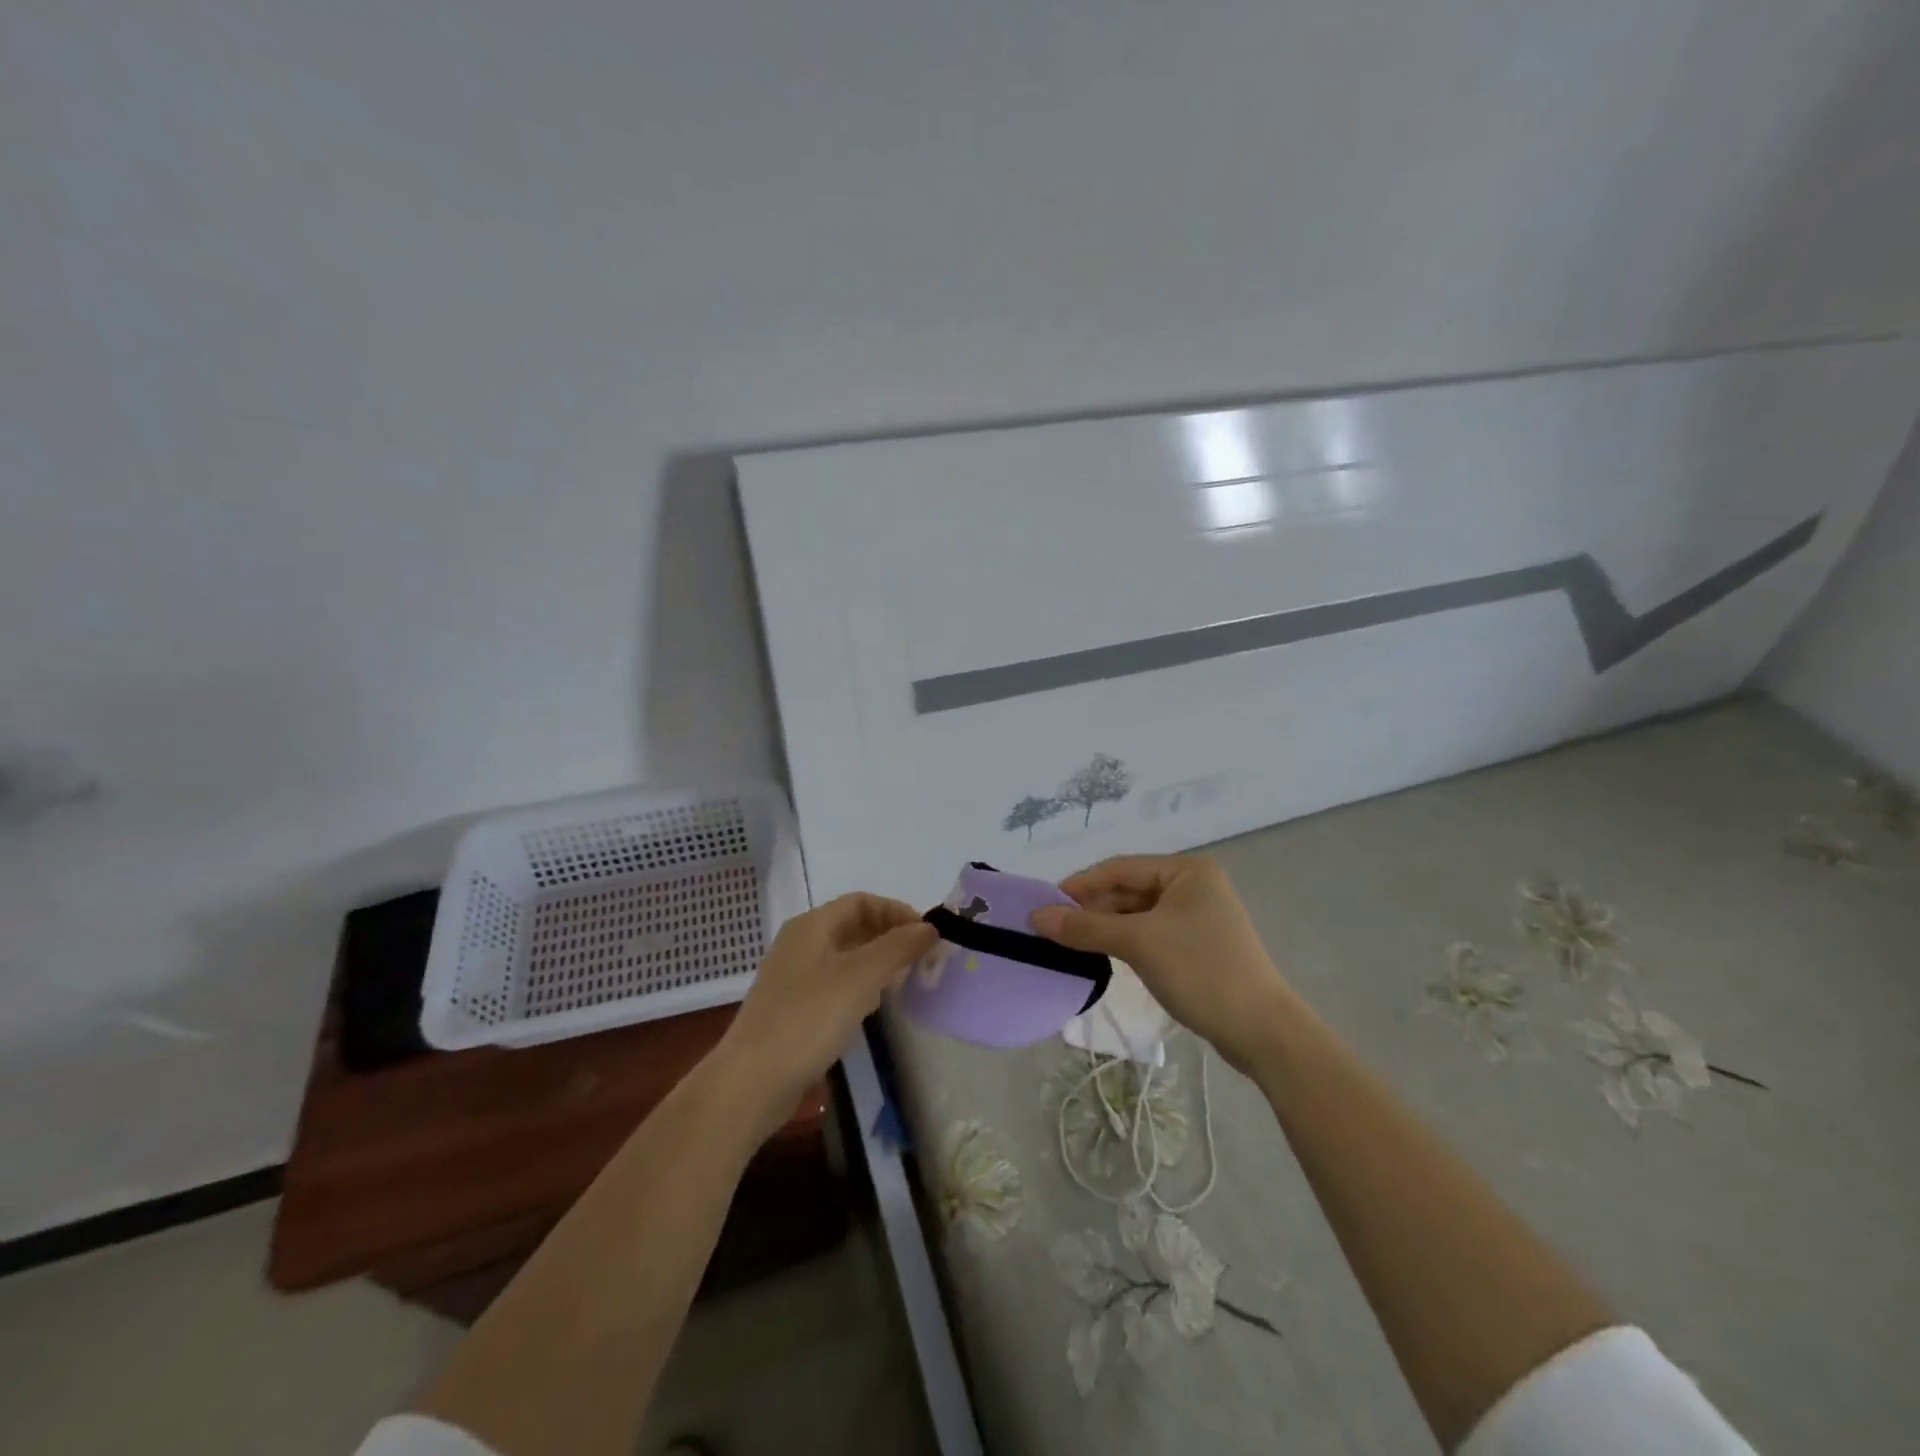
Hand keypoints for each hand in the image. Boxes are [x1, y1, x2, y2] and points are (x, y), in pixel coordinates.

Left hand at [717, 893, 936, 1119]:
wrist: (752, 1081)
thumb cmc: (809, 1018)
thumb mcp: (861, 977)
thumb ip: (898, 947)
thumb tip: (929, 927)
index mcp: (811, 926)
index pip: (861, 902)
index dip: (896, 912)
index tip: (926, 934)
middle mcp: (800, 944)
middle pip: (852, 926)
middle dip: (889, 936)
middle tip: (922, 958)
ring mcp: (793, 977)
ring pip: (844, 956)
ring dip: (876, 961)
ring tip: (905, 980)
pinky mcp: (792, 1008)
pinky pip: (834, 983)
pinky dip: (859, 986)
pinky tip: (873, 1007)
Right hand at [1030, 855, 1291, 1074]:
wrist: (1262, 1031)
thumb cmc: (1201, 971)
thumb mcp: (1139, 943)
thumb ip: (1085, 927)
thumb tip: (1035, 916)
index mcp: (1186, 870)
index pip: (1119, 868)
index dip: (1080, 885)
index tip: (1044, 905)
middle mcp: (1192, 886)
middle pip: (1127, 890)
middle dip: (1091, 908)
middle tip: (1051, 929)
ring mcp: (1195, 917)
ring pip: (1136, 914)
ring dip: (1104, 927)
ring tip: (1069, 944)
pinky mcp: (1195, 946)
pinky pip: (1148, 934)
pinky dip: (1123, 941)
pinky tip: (1100, 955)